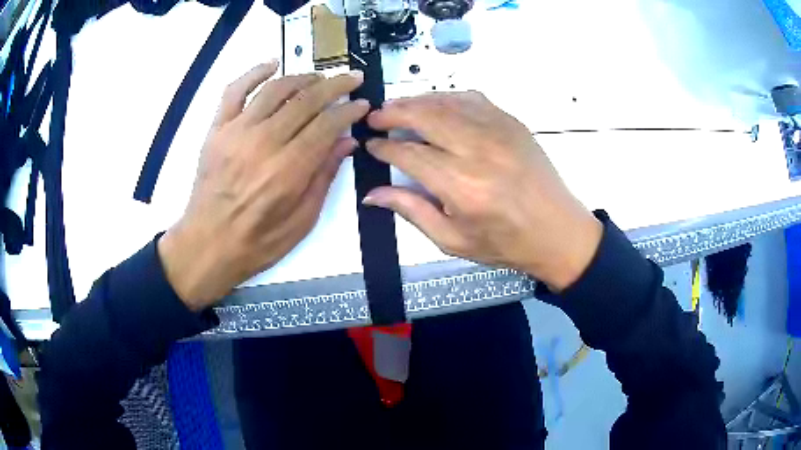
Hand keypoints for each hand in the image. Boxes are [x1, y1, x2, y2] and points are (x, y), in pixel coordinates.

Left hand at [158, 61, 368, 310]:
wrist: (206, 245)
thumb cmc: (257, 242)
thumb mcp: (302, 221)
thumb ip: (324, 177)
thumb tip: (347, 142)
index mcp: (288, 170)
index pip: (327, 124)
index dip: (349, 110)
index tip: (362, 104)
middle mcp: (264, 143)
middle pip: (306, 100)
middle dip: (335, 85)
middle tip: (352, 80)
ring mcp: (237, 132)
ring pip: (276, 89)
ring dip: (303, 77)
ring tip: (319, 78)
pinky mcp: (217, 130)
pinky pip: (234, 90)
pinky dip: (254, 73)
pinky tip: (272, 64)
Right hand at [364, 92, 601, 291]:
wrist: (558, 231)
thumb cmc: (506, 243)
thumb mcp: (453, 240)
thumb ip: (411, 211)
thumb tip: (372, 194)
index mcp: (462, 186)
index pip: (409, 154)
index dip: (384, 147)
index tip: (371, 145)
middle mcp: (479, 151)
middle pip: (424, 117)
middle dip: (393, 113)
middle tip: (374, 117)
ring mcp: (499, 131)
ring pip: (446, 102)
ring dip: (416, 101)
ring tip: (397, 107)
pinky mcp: (512, 123)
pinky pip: (472, 99)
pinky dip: (447, 97)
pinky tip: (436, 104)